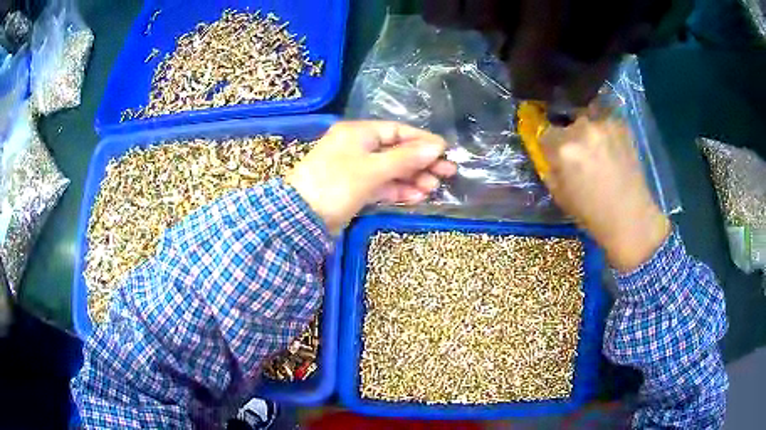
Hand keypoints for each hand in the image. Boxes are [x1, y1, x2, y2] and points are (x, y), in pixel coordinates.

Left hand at [286, 121, 456, 233]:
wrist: (301, 218)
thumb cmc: (336, 184)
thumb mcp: (373, 169)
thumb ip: (406, 158)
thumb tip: (437, 146)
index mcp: (358, 133)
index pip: (397, 131)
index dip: (422, 141)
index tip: (446, 151)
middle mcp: (358, 147)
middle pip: (397, 151)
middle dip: (421, 163)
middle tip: (447, 173)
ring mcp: (356, 169)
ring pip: (391, 170)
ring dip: (412, 179)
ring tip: (433, 189)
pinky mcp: (355, 189)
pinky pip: (382, 185)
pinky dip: (398, 190)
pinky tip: (417, 197)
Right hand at [541, 117, 670, 271]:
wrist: (630, 217)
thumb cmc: (592, 213)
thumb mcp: (560, 195)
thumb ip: (551, 169)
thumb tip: (551, 156)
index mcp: (563, 148)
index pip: (545, 132)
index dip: (550, 145)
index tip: (555, 154)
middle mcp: (582, 129)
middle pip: (567, 121)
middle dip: (569, 134)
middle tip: (579, 152)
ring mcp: (604, 124)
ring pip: (587, 117)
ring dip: (588, 129)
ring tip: (596, 147)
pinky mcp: (621, 125)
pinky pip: (605, 120)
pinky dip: (604, 130)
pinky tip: (611, 147)